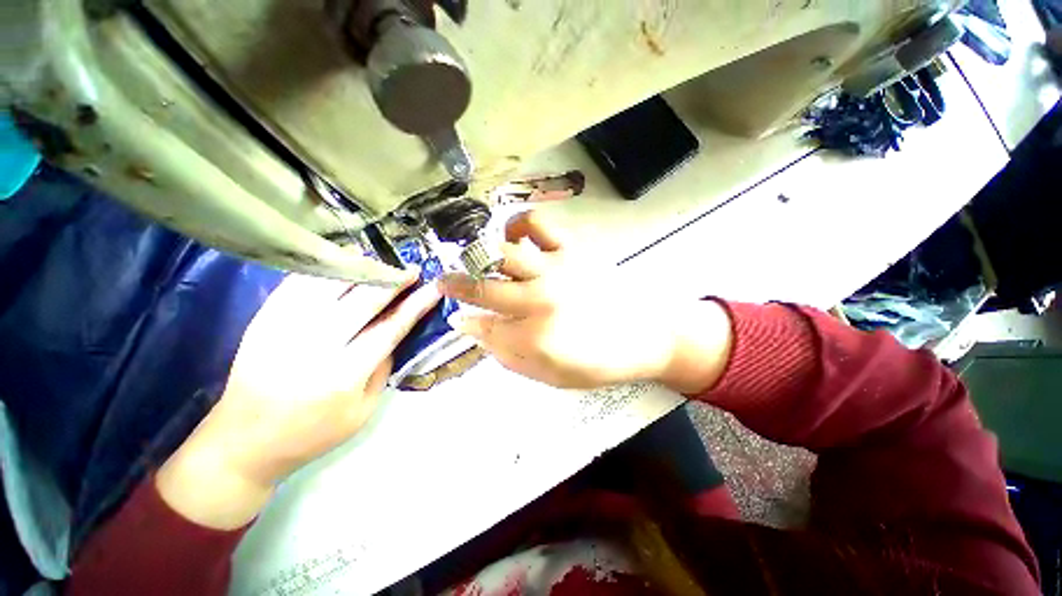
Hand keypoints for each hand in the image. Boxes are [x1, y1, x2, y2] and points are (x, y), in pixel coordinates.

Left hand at [157, 273, 440, 528]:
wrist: (243, 442)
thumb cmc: (312, 432)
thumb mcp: (362, 412)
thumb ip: (383, 369)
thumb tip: (395, 331)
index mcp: (344, 376)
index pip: (390, 328)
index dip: (416, 305)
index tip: (433, 288)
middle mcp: (314, 347)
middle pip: (362, 300)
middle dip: (393, 281)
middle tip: (412, 270)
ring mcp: (284, 329)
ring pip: (329, 284)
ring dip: (361, 268)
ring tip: (381, 263)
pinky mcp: (263, 320)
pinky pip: (297, 283)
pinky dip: (324, 268)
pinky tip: (342, 262)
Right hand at [439, 211, 732, 391]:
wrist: (648, 334)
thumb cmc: (600, 362)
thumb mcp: (551, 376)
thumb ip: (510, 357)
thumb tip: (479, 333)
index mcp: (533, 338)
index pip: (483, 327)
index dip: (465, 322)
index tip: (457, 317)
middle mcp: (538, 300)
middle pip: (483, 287)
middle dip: (456, 285)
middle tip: (445, 281)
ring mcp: (554, 270)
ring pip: (503, 253)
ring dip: (480, 256)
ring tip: (475, 259)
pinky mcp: (571, 250)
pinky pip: (537, 225)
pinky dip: (518, 225)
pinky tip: (513, 235)